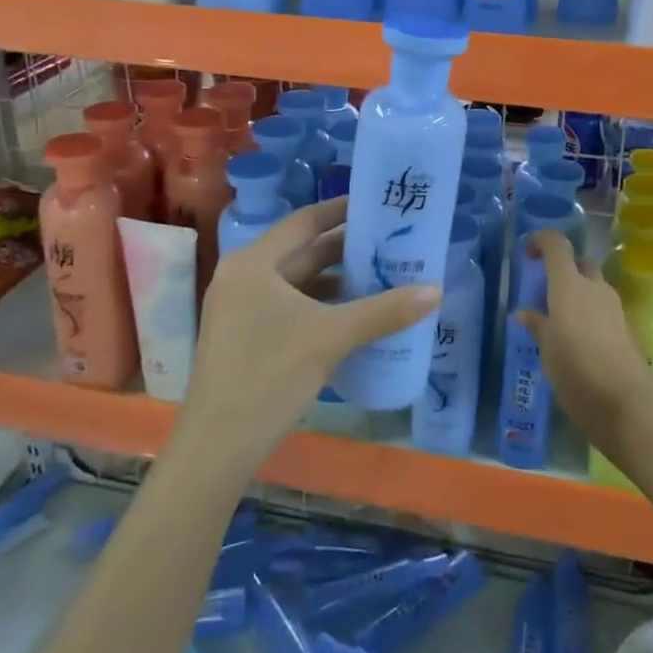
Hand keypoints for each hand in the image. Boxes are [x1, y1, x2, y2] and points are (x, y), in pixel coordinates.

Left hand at [175, 196, 438, 467]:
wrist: (217, 447)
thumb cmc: (270, 375)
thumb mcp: (331, 338)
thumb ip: (384, 311)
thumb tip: (435, 290)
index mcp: (254, 263)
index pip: (304, 222)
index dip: (340, 211)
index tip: (376, 206)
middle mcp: (243, 276)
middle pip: (302, 252)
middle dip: (345, 249)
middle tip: (389, 243)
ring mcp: (240, 309)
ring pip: (296, 283)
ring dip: (335, 281)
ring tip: (381, 277)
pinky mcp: (244, 337)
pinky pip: (288, 306)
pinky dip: (319, 305)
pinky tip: (353, 316)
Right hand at [515, 230, 652, 456]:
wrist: (627, 406)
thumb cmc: (577, 373)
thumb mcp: (547, 351)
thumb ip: (538, 326)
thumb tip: (525, 313)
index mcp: (569, 285)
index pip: (557, 244)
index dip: (541, 241)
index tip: (528, 254)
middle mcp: (595, 288)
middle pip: (579, 263)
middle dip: (564, 270)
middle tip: (545, 293)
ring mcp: (616, 308)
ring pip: (594, 287)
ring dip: (579, 294)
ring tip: (560, 322)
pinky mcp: (628, 329)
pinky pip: (604, 310)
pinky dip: (591, 315)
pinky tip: (580, 343)